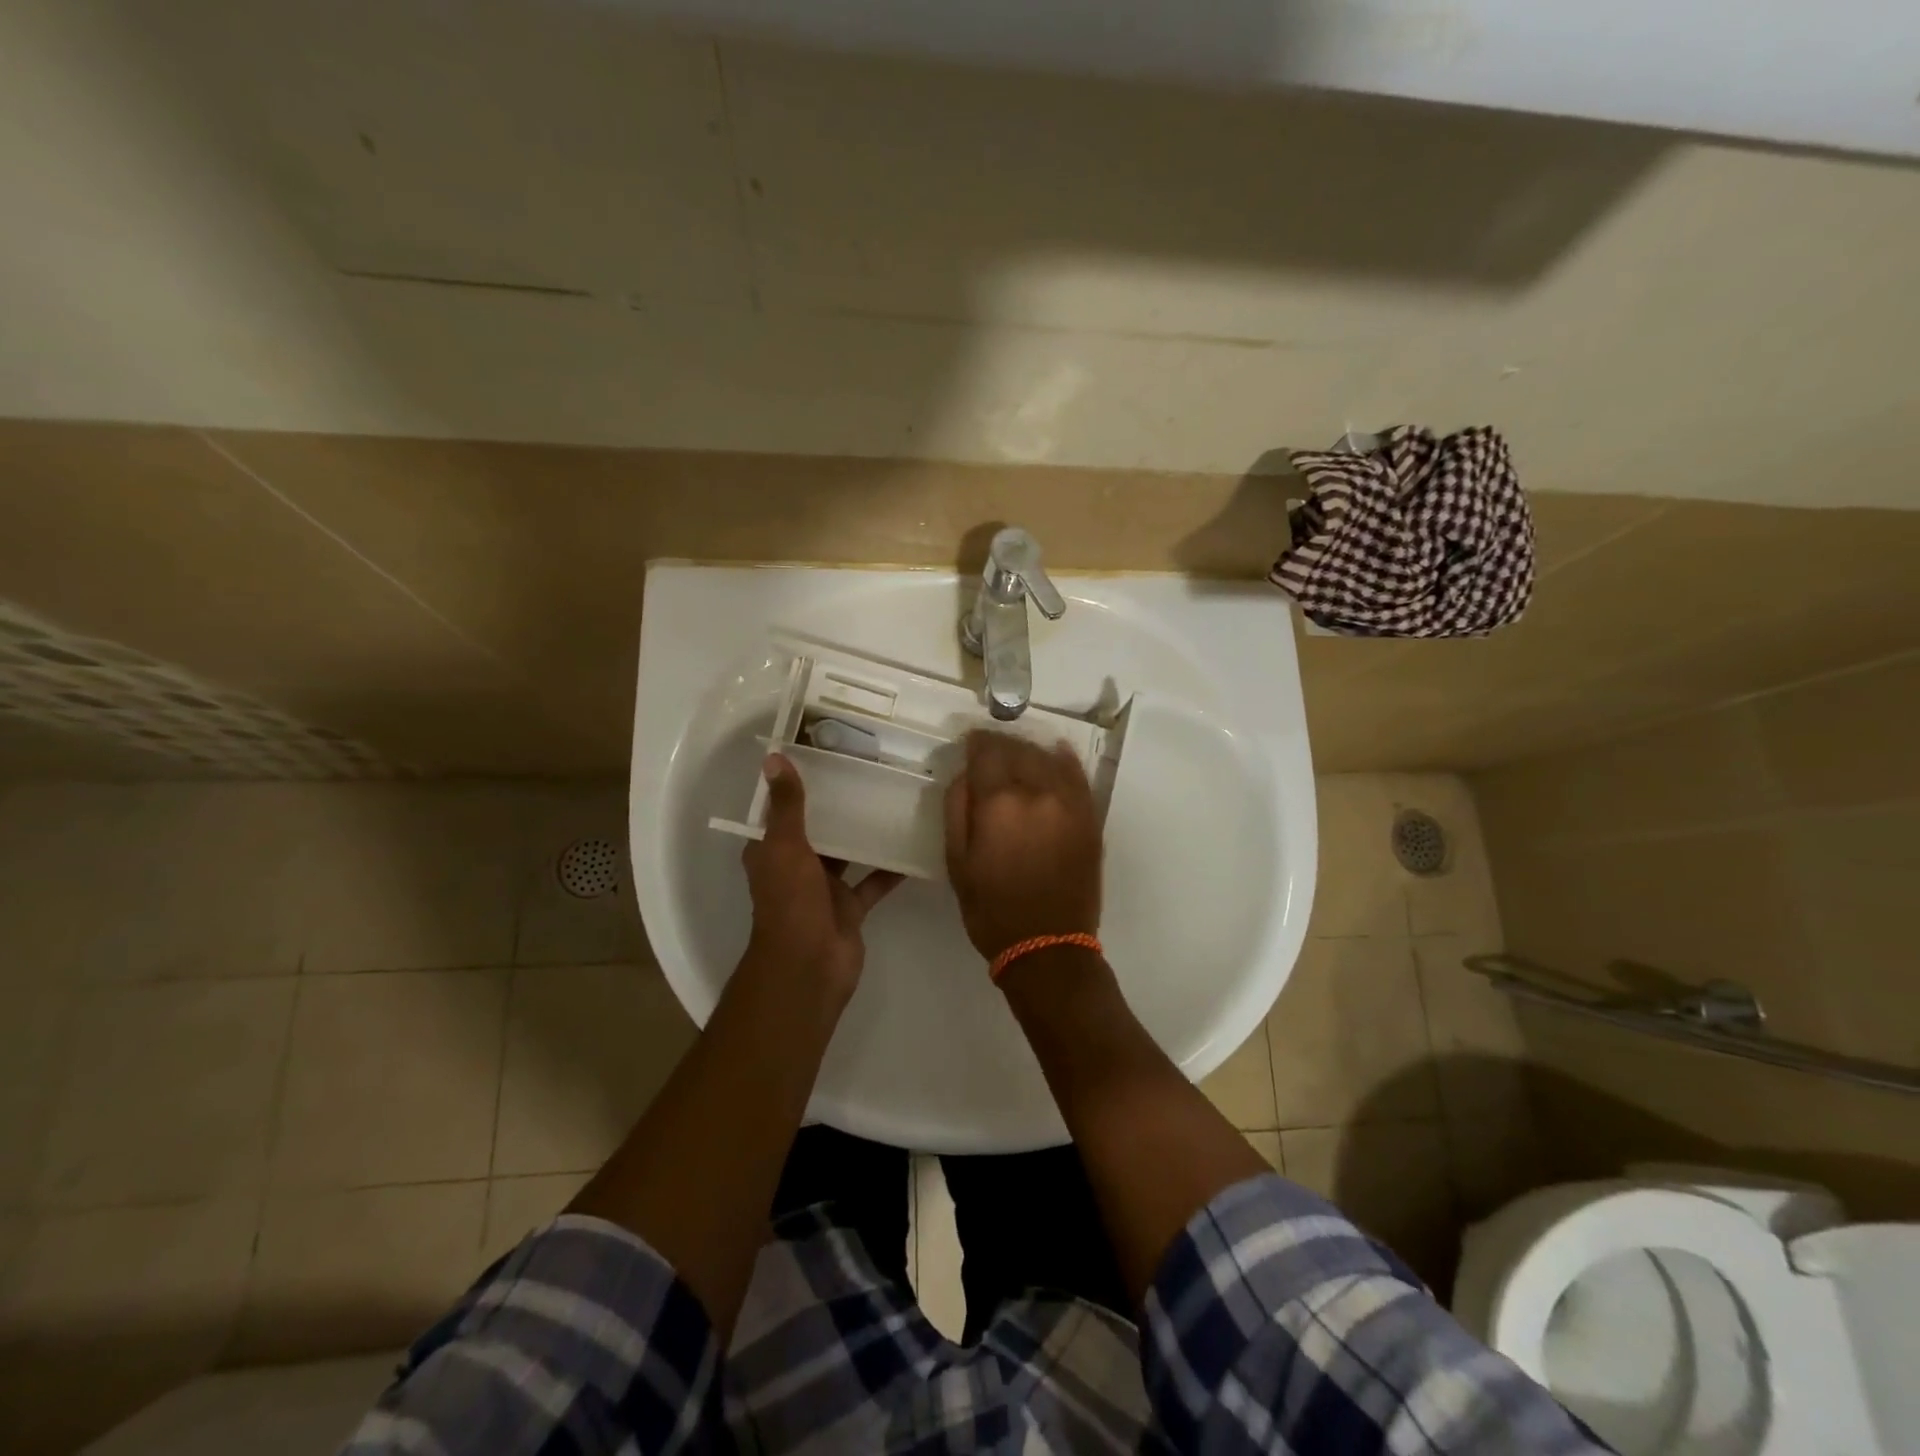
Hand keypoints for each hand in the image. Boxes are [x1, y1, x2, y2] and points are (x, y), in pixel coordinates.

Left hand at [742, 754, 902, 1000]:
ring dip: (864, 833)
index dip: (796, 784)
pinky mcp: (850, 907)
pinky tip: (914, 845)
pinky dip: (890, 868)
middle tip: (869, 771)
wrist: (810, 967)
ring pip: (847, 853)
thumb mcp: (786, 846)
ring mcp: (825, 888)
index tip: (822, 754)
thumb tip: (773, 757)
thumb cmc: (791, 903)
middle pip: (817, 829)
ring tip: (893, 800)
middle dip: (837, 806)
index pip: (781, 810)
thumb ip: (787, 805)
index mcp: (772, 851)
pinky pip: (873, 881)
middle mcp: (796, 866)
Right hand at [943, 730, 1102, 962]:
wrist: (1048, 946)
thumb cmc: (991, 908)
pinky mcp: (1090, 817)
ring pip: (1048, 757)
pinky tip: (1056, 755)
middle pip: (1019, 749)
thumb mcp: (956, 862)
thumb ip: (957, 809)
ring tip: (1018, 756)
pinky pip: (1078, 775)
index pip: (987, 751)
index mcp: (1000, 802)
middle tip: (989, 751)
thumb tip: (964, 774)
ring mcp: (1070, 803)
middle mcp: (1039, 792)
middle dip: (1001, 745)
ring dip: (1030, 751)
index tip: (969, 742)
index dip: (975, 742)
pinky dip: (1064, 761)